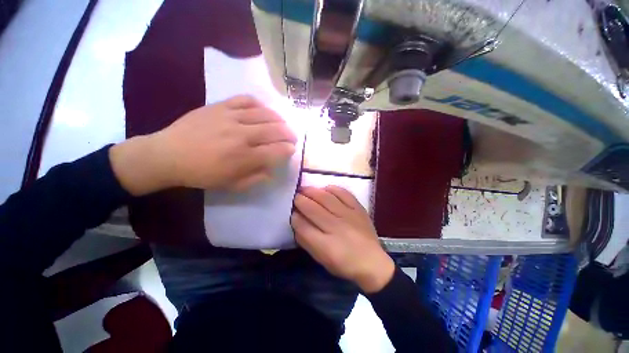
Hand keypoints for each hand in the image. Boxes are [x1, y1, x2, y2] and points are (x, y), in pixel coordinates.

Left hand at [110, 96, 296, 194]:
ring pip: (264, 114)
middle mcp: (242, 136)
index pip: (277, 151)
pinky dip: (259, 104)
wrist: (168, 155)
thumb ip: (256, 178)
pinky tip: (263, 110)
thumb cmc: (202, 174)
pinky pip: (245, 100)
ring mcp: (231, 118)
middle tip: (291, 137)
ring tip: (282, 124)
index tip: (291, 150)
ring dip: (279, 119)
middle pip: (275, 130)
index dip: (288, 150)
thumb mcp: (232, 185)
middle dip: (289, 134)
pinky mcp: (220, 106)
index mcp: (245, 158)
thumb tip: (273, 170)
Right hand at [291, 186, 394, 292]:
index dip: (294, 216)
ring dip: (312, 191)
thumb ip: (306, 241)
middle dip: (300, 200)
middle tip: (295, 196)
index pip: (302, 226)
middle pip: (312, 209)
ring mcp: (348, 215)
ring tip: (305, 189)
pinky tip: (325, 188)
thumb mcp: (321, 259)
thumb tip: (296, 222)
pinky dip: (333, 189)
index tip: (291, 212)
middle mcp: (336, 227)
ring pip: (326, 198)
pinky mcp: (358, 209)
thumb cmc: (344, 263)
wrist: (372, 262)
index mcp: (325, 245)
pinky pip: (344, 193)